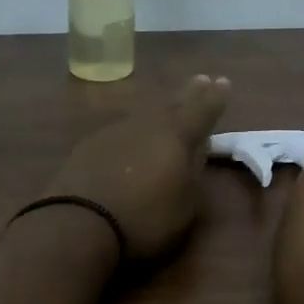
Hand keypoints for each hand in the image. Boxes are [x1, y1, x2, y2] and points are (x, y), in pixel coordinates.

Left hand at [45, 75, 230, 260]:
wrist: (79, 224)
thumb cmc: (145, 219)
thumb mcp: (186, 205)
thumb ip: (194, 175)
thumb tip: (196, 154)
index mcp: (176, 135)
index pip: (202, 110)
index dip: (215, 97)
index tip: (223, 82)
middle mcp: (146, 125)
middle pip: (171, 104)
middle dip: (188, 94)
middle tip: (200, 80)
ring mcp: (114, 132)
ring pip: (143, 115)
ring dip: (159, 111)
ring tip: (167, 109)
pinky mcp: (88, 146)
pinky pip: (121, 132)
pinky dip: (133, 132)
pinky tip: (131, 139)